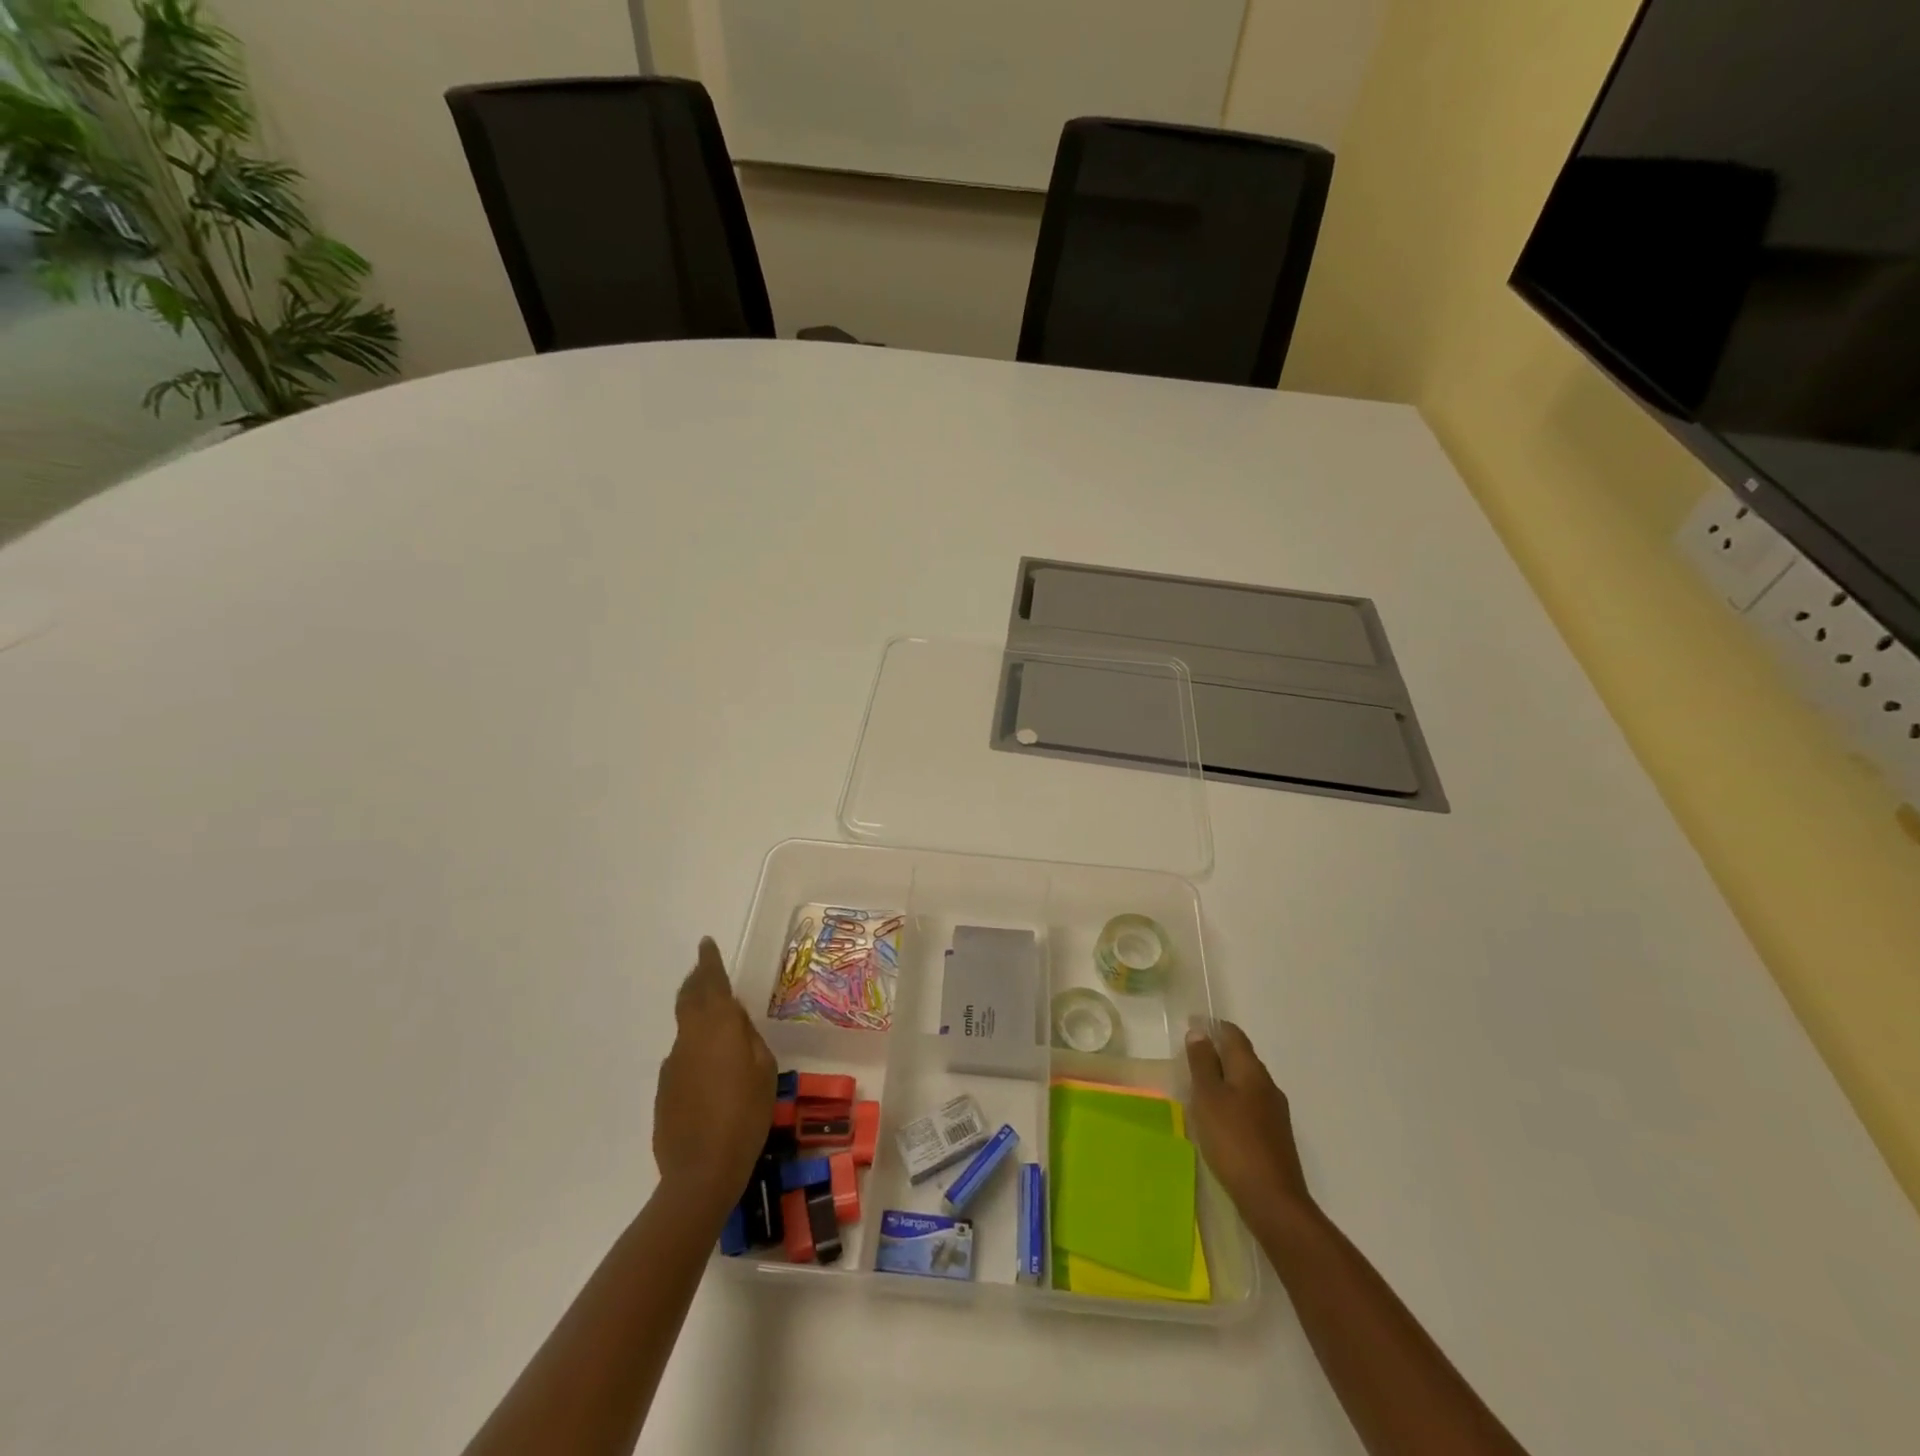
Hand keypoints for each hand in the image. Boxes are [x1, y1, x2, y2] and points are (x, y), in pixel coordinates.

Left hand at [653, 938, 776, 1215]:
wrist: (701, 1171)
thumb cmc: (746, 1115)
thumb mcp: (764, 1070)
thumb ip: (748, 1038)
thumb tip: (735, 1020)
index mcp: (718, 1027)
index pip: (711, 983)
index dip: (709, 962)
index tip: (706, 943)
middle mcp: (690, 1037)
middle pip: (689, 998)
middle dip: (696, 980)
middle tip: (704, 970)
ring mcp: (672, 1064)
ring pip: (686, 1028)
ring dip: (697, 1018)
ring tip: (717, 1029)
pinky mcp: (664, 1089)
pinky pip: (682, 1057)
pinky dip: (694, 1051)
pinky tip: (710, 1075)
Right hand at [1186, 1021, 1313, 1223]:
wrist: (1273, 1201)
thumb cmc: (1234, 1141)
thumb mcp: (1208, 1097)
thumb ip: (1202, 1063)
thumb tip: (1199, 1032)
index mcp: (1251, 1070)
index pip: (1233, 1035)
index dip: (1212, 1026)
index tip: (1190, 1026)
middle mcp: (1267, 1085)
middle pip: (1241, 1057)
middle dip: (1217, 1052)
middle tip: (1189, 1057)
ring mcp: (1275, 1113)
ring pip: (1245, 1083)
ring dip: (1224, 1079)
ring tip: (1198, 1086)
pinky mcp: (1274, 1137)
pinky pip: (1249, 1106)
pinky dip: (1232, 1101)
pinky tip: (1218, 1118)